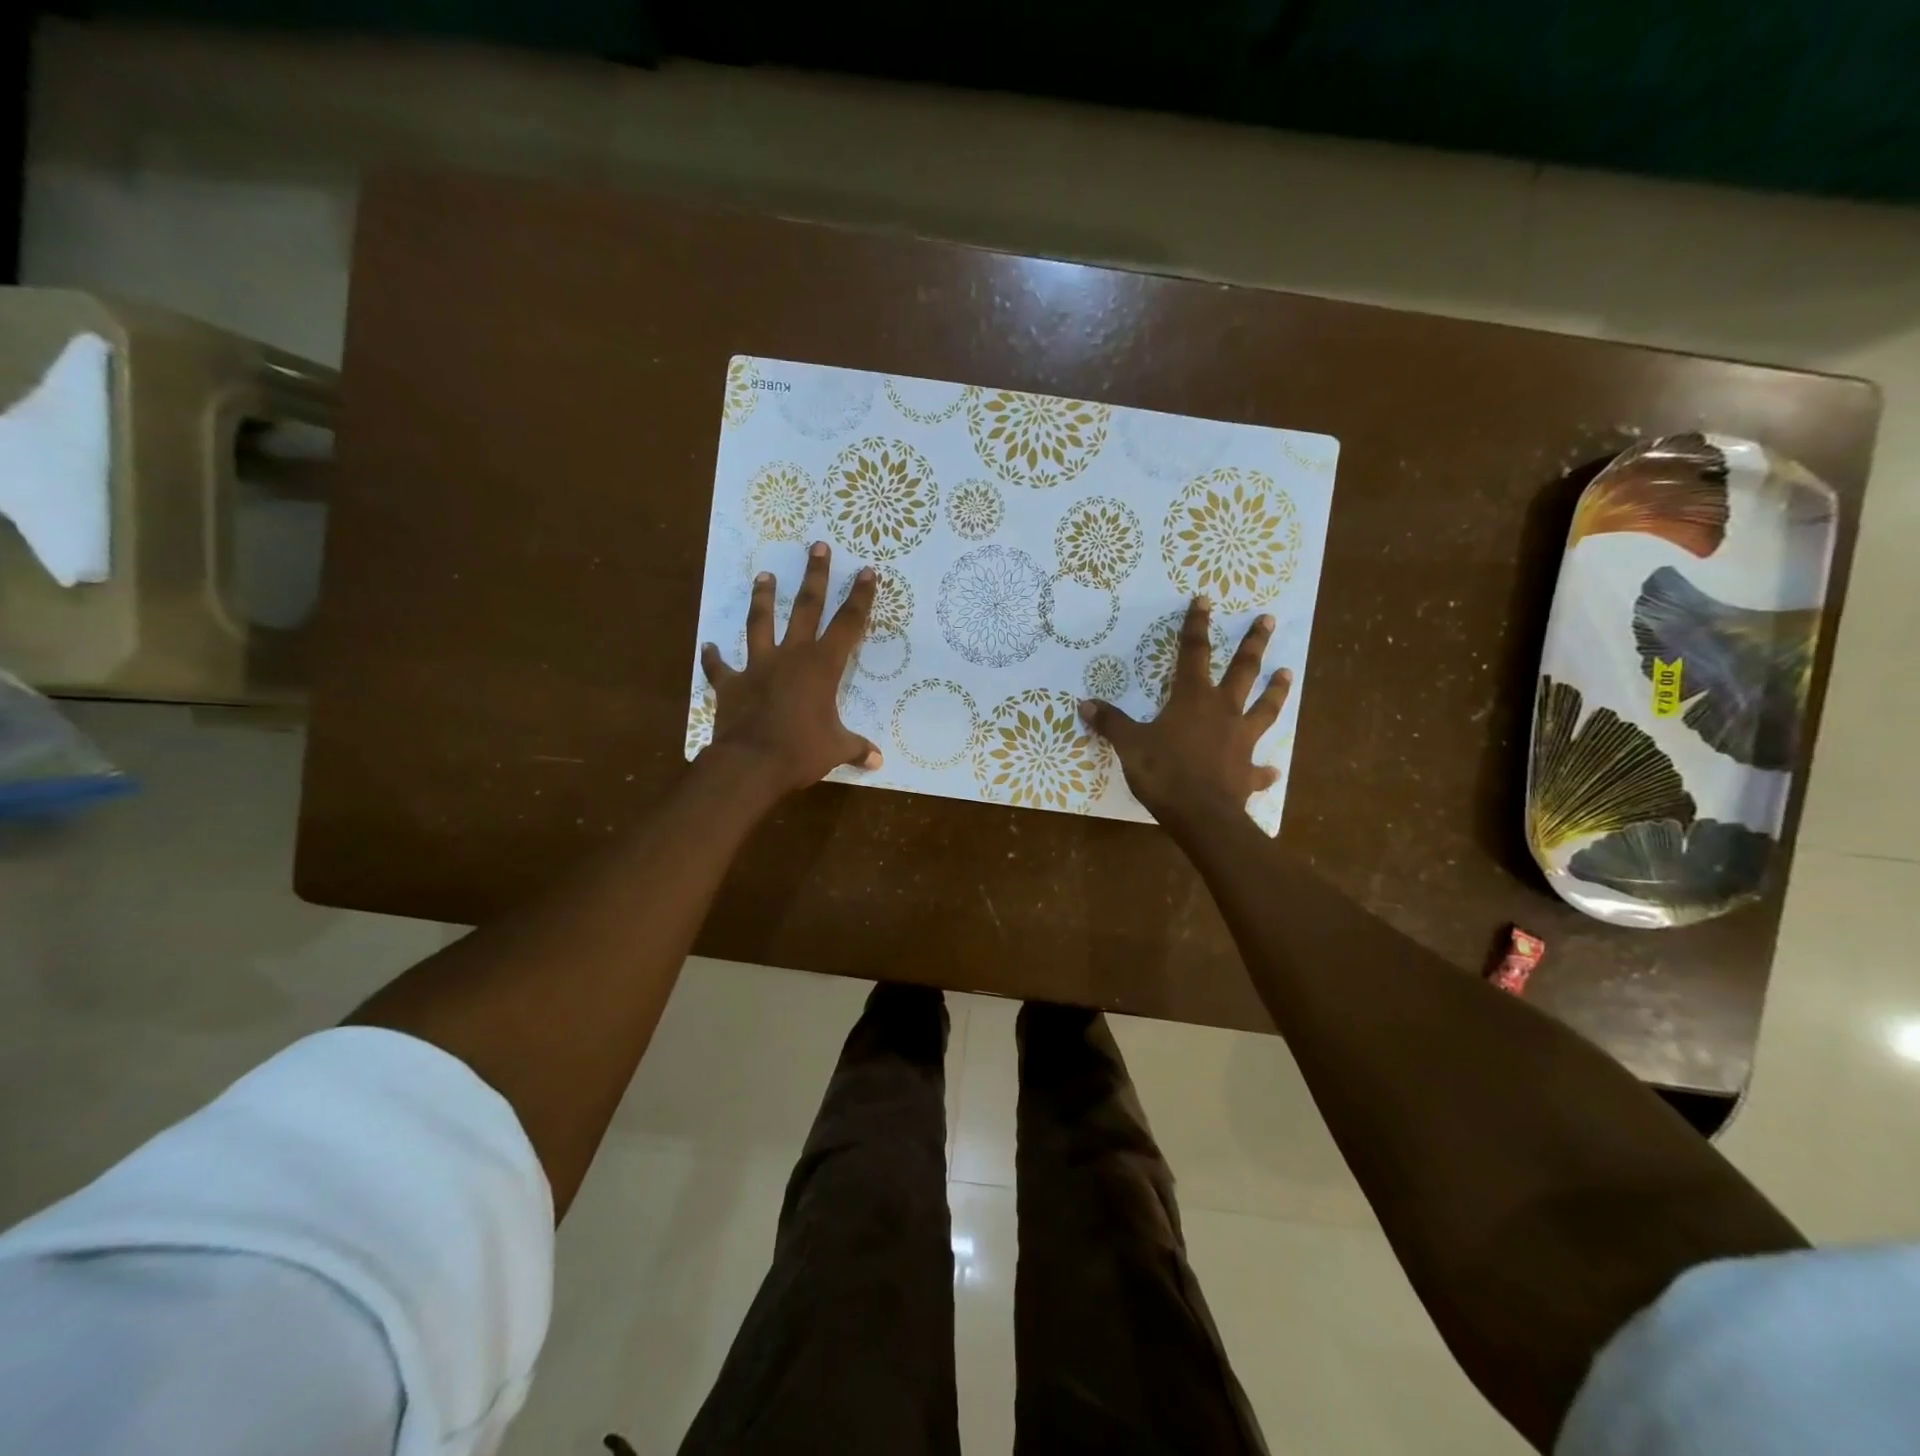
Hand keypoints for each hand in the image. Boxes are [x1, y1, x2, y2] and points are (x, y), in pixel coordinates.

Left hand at [699, 541, 883, 795]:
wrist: (751, 763)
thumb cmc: (801, 751)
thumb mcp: (836, 749)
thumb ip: (856, 748)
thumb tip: (877, 761)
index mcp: (822, 667)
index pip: (848, 624)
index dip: (860, 597)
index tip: (866, 571)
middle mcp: (791, 656)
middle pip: (805, 608)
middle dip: (814, 576)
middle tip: (817, 546)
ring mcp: (758, 667)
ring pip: (760, 624)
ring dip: (762, 599)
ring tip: (763, 575)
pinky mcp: (731, 685)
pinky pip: (720, 668)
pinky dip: (714, 657)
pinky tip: (709, 646)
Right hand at [1079, 596, 1291, 827]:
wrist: (1201, 815)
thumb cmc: (1164, 773)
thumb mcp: (1130, 745)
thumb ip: (1111, 722)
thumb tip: (1086, 703)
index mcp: (1192, 699)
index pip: (1193, 653)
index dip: (1196, 625)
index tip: (1205, 600)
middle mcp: (1223, 711)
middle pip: (1243, 670)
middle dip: (1254, 643)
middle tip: (1268, 619)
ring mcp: (1241, 740)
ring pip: (1265, 708)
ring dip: (1276, 691)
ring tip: (1287, 673)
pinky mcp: (1248, 771)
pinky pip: (1259, 768)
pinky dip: (1265, 769)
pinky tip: (1273, 770)